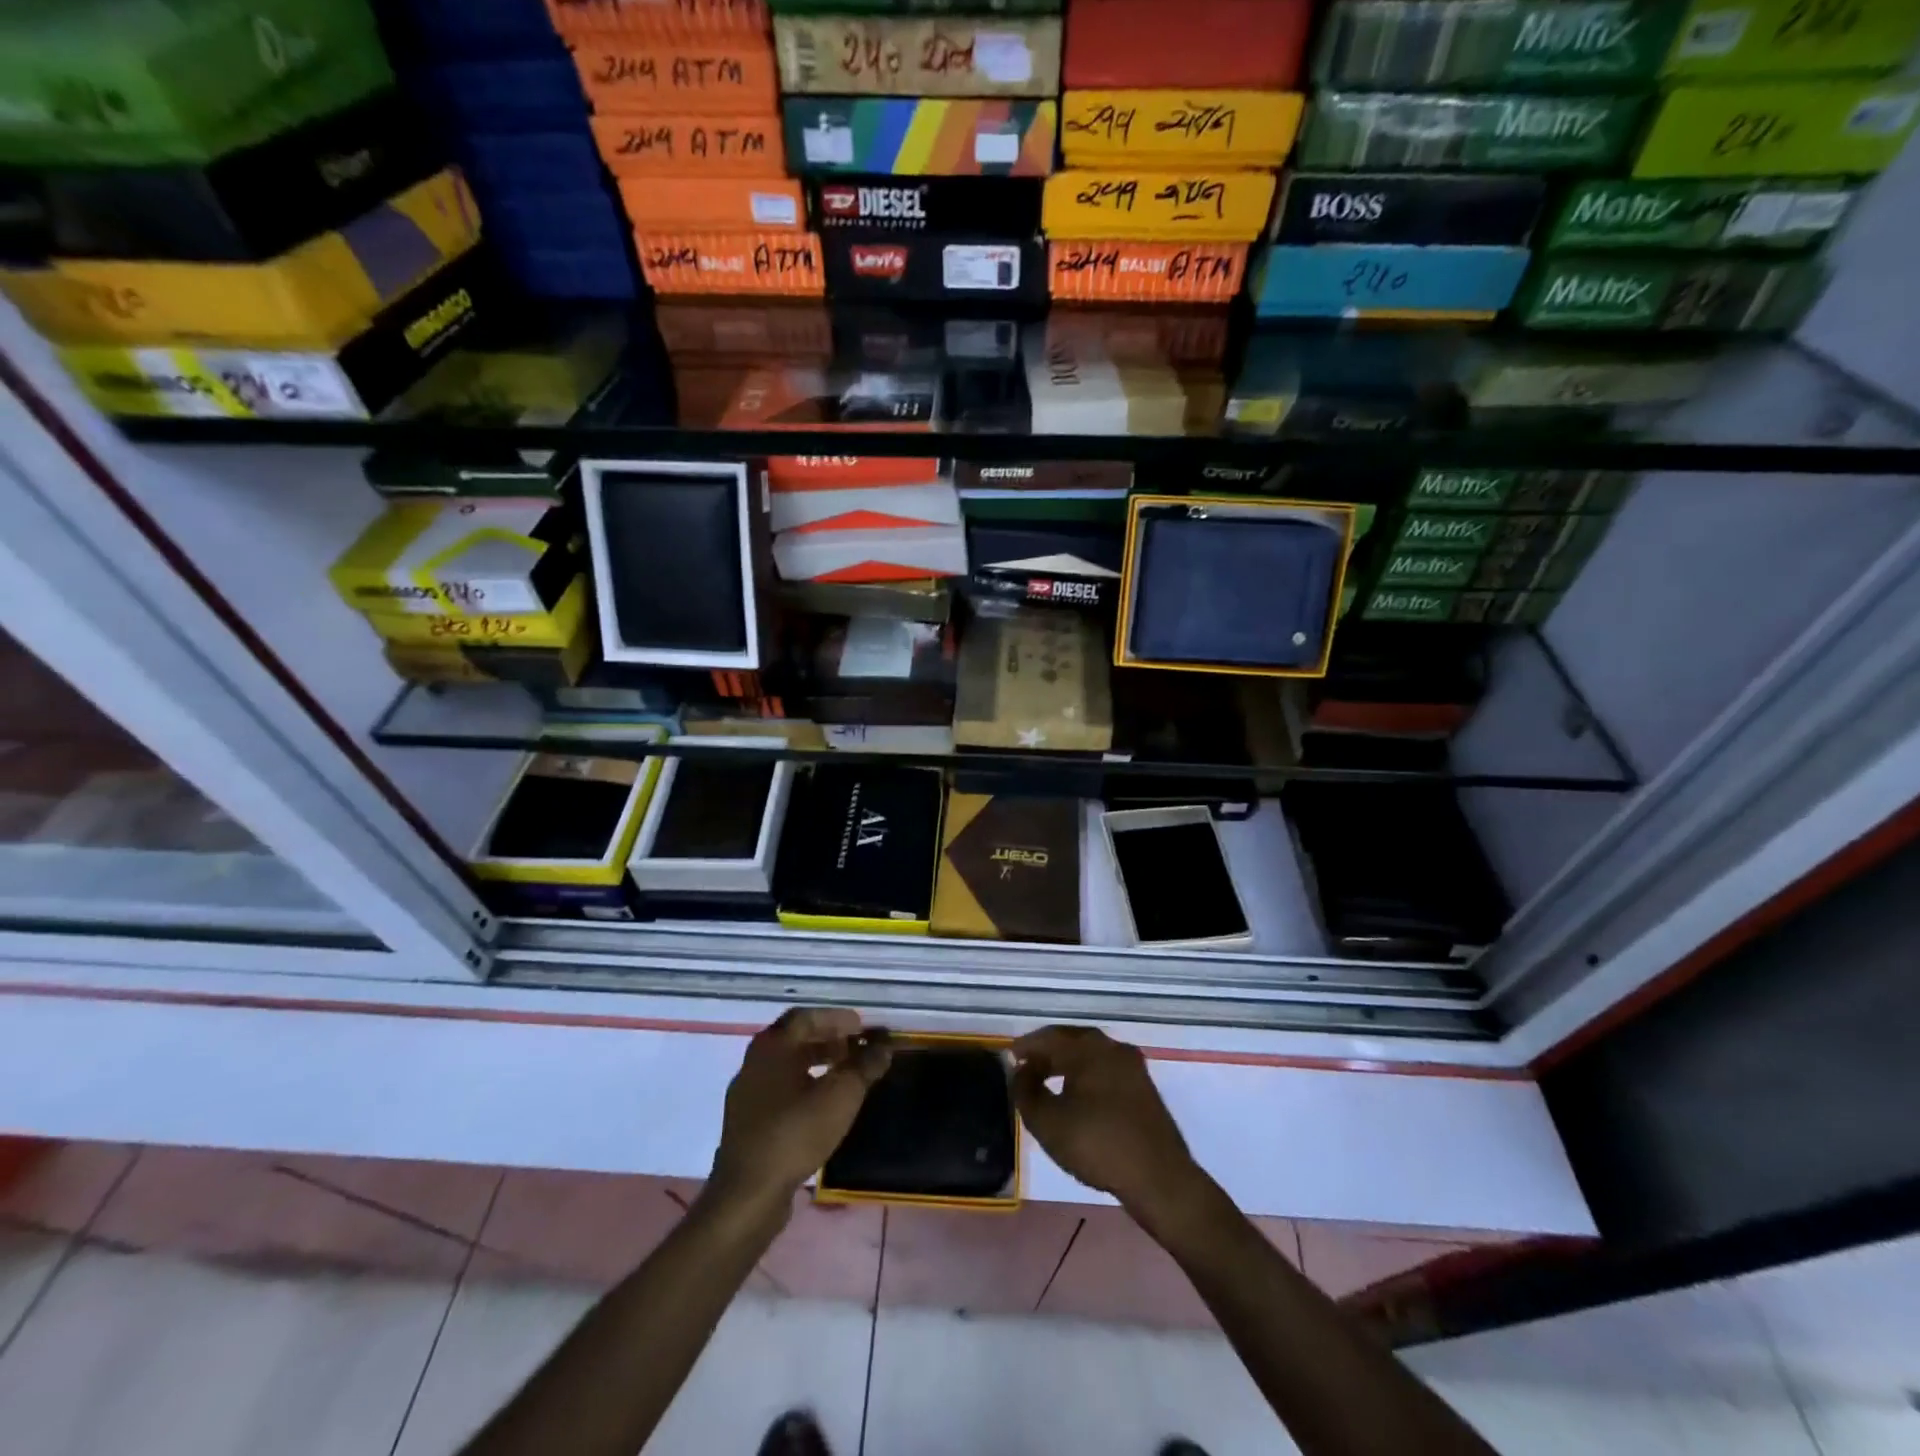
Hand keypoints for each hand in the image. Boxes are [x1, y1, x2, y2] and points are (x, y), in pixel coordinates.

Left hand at [708, 1008, 890, 1216]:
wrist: (748, 1194)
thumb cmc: (795, 1133)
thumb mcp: (841, 1096)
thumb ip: (864, 1066)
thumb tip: (884, 1044)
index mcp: (772, 1047)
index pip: (806, 1017)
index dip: (836, 1019)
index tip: (861, 1027)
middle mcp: (755, 1062)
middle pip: (795, 1039)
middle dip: (828, 1038)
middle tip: (856, 1047)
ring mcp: (747, 1093)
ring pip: (787, 1065)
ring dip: (817, 1062)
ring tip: (845, 1074)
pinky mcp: (747, 1122)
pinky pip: (779, 1089)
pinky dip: (804, 1084)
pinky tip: (823, 1103)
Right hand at [1013, 1025, 1206, 1226]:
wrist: (1159, 1178)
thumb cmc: (1098, 1144)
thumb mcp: (1047, 1122)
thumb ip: (1026, 1092)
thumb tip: (1021, 1072)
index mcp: (1088, 1047)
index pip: (1048, 1037)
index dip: (1025, 1047)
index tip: (1008, 1058)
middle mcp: (1111, 1047)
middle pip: (1071, 1041)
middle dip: (1046, 1053)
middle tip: (1026, 1069)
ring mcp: (1132, 1066)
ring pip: (1090, 1055)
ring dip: (1066, 1064)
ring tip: (1047, 1082)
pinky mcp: (1143, 1087)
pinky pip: (1105, 1070)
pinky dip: (1085, 1075)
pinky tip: (1077, 1096)